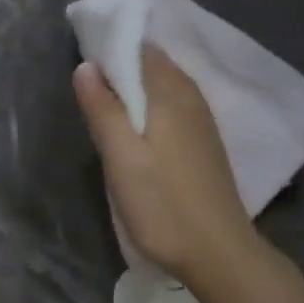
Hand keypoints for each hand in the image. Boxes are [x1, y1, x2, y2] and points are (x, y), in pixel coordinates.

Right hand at [73, 45, 256, 285]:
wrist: (218, 252)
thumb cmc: (162, 204)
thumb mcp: (121, 156)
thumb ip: (102, 109)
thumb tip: (86, 66)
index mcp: (171, 94)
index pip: (142, 50)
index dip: (113, 50)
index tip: (85, 65)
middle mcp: (192, 99)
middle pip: (156, 68)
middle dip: (123, 69)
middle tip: (90, 90)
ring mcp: (203, 124)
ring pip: (166, 90)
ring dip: (138, 91)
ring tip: (108, 109)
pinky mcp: (206, 147)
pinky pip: (175, 110)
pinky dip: (153, 109)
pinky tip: (139, 131)